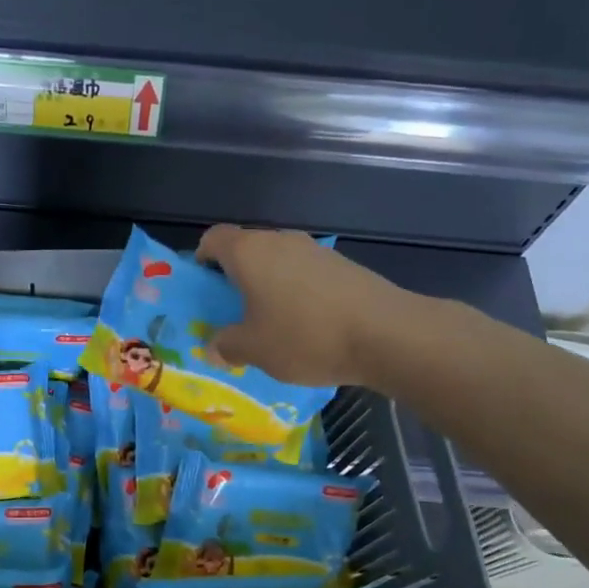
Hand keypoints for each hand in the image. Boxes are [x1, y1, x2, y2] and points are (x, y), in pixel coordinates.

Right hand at [196, 224, 427, 389]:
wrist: (386, 334)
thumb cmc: (304, 336)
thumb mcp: (254, 350)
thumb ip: (226, 345)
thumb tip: (213, 346)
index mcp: (249, 253)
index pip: (214, 238)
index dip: (202, 257)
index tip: (203, 285)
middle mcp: (280, 241)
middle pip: (247, 249)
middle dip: (235, 276)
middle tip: (232, 310)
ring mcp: (315, 251)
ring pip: (278, 262)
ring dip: (269, 285)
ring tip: (270, 322)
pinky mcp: (343, 266)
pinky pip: (305, 274)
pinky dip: (297, 292)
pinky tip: (306, 325)